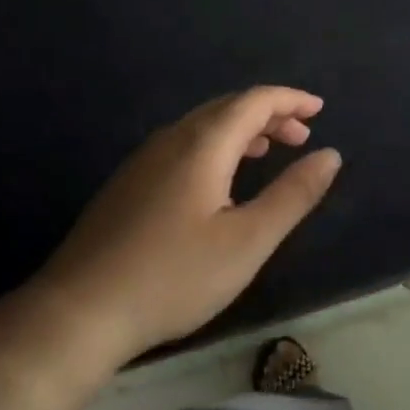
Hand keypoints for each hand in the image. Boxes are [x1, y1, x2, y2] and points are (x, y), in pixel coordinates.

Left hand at [25, 87, 341, 377]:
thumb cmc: (174, 276)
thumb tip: (329, 154)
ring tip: (268, 152)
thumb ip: (292, 195)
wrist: (80, 309)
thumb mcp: (247, 241)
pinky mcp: (129, 182)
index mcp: (202, 145)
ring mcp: (144, 159)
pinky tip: (219, 180)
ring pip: (202, 126)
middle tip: (301, 136)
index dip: (289, 100)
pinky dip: (215, 146)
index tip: (319, 109)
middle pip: (227, 108)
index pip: (253, 101)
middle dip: (268, 114)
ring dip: (241, 130)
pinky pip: (183, 145)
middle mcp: (171, 139)